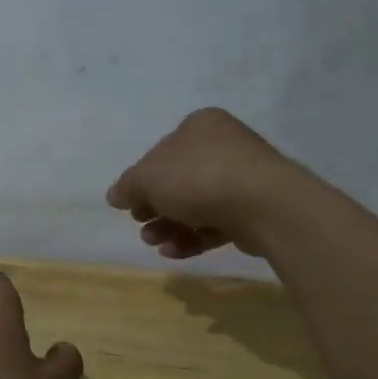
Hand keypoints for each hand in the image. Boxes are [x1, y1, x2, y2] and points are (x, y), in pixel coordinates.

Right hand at [106, 107, 304, 258]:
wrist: (263, 204)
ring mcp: (242, 178)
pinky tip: (174, 252)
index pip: (161, 152)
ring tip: (155, 243)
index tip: (131, 205)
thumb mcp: (148, 177)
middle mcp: (223, 146)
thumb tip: (114, 195)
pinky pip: (216, 223)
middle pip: (178, 180)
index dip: (142, 180)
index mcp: (199, 126)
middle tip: (141, 225)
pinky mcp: (253, 210)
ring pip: (196, 205)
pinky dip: (193, 237)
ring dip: (170, 226)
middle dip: (155, 208)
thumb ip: (128, 186)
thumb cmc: (199, 178)